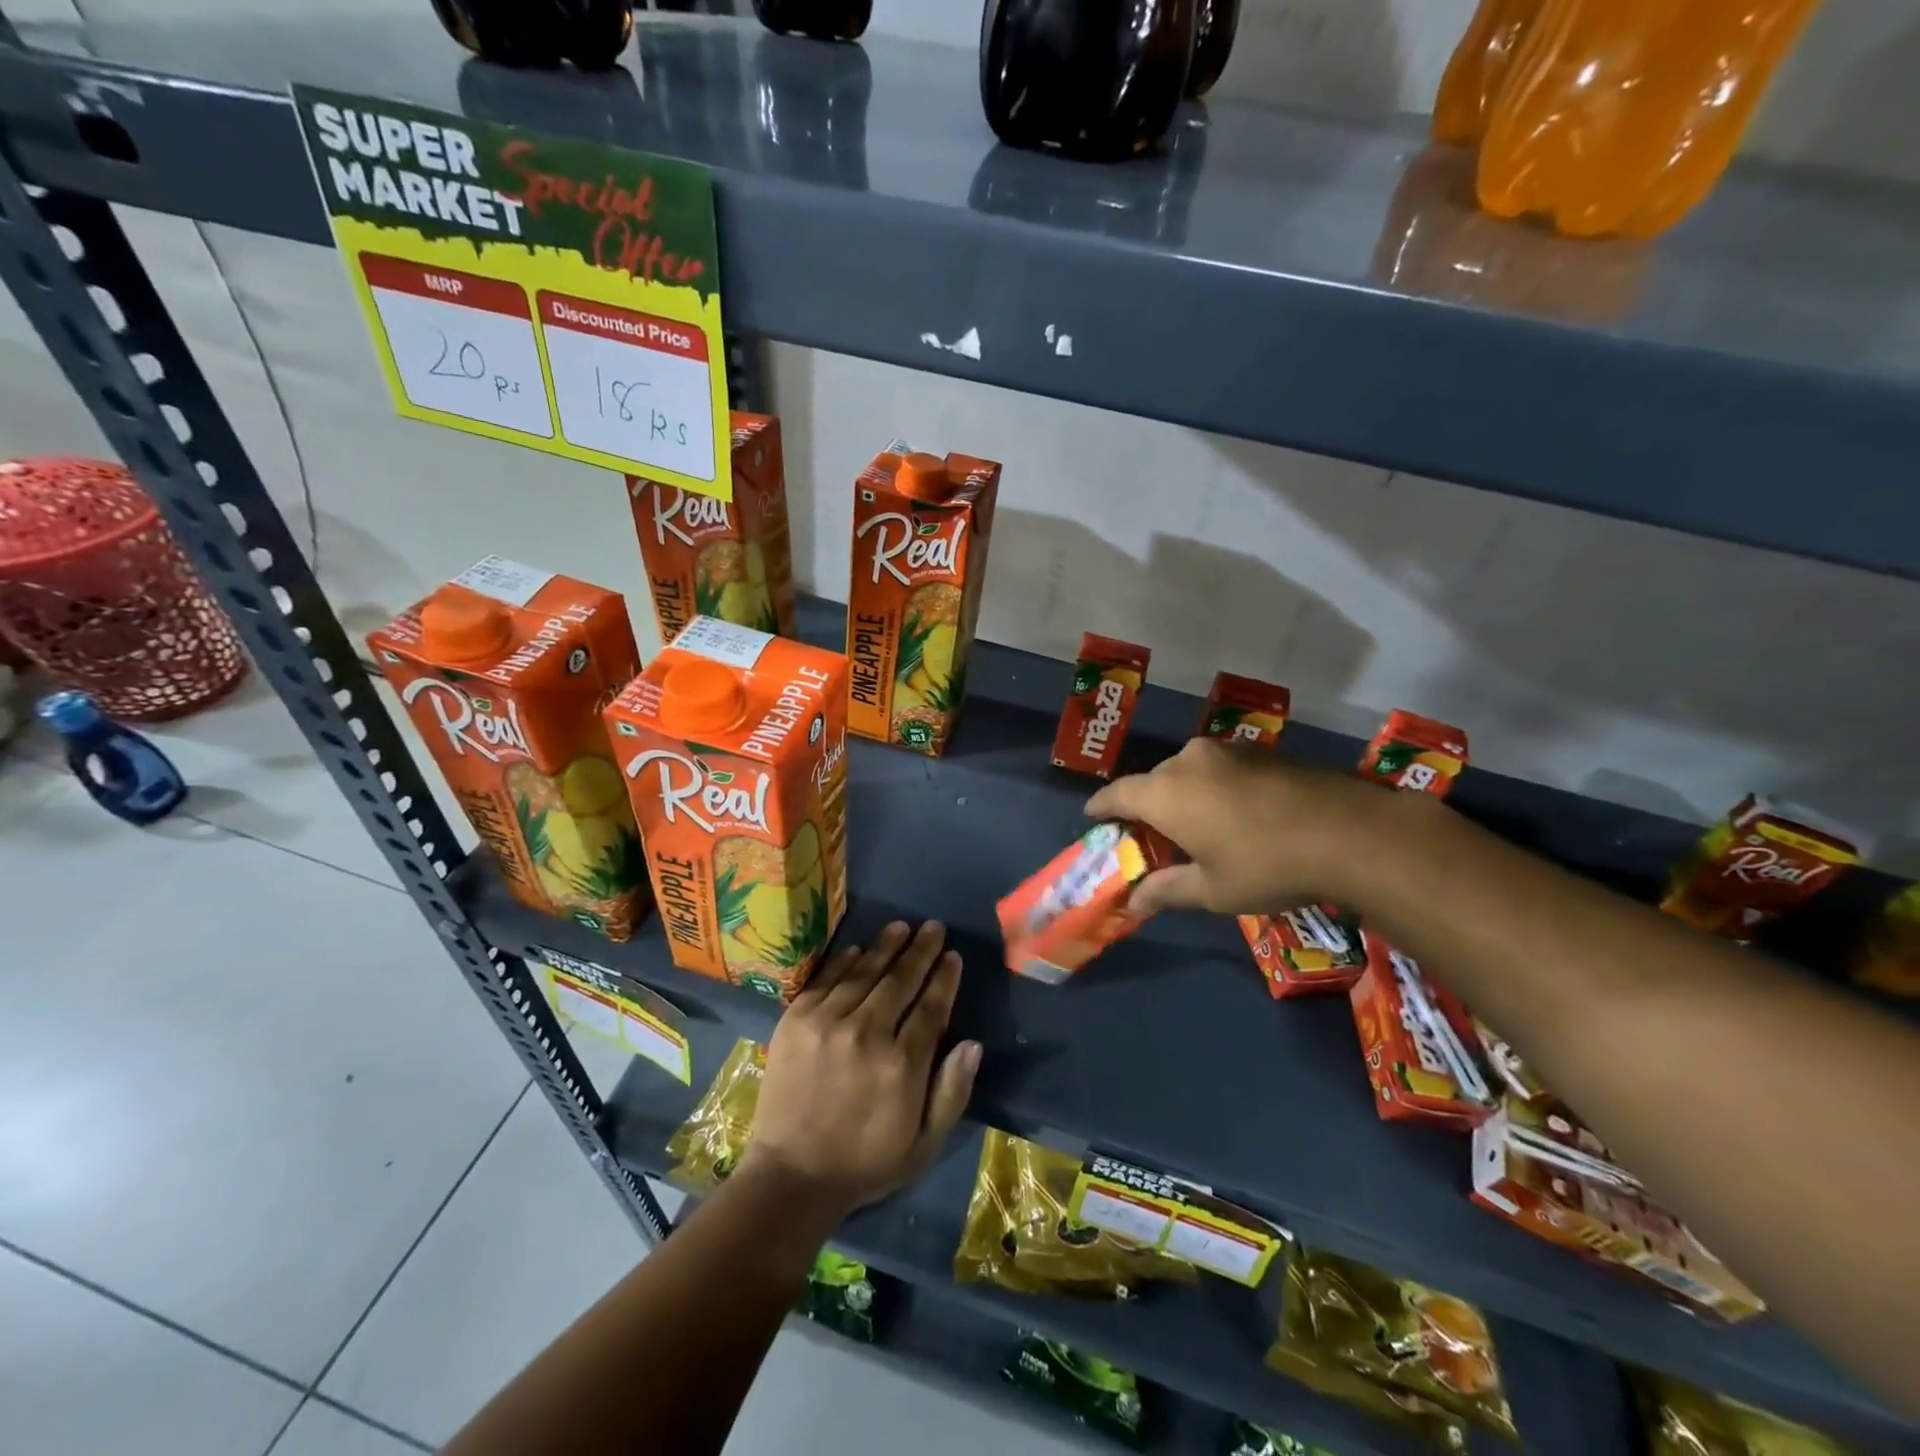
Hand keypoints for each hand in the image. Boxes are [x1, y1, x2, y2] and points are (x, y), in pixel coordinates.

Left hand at [742, 921, 980, 1215]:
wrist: (791, 1175)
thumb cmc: (866, 1162)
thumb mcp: (923, 1144)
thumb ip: (951, 1092)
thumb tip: (973, 1043)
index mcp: (902, 1064)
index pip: (931, 1006)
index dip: (944, 977)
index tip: (953, 956)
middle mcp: (867, 1033)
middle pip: (901, 980)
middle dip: (921, 950)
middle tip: (933, 927)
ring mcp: (827, 1022)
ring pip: (865, 972)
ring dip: (886, 946)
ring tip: (902, 927)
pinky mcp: (796, 1019)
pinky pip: (827, 979)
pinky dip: (846, 961)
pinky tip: (859, 948)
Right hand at [1085, 737, 1400, 915]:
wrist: (1351, 833)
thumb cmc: (1266, 865)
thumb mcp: (1212, 889)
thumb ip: (1166, 890)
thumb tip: (1133, 903)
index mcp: (1166, 792)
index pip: (1117, 793)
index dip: (1101, 806)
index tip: (1092, 816)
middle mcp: (1188, 761)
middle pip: (1153, 781)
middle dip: (1146, 806)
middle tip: (1150, 836)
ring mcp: (1227, 751)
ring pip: (1188, 772)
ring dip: (1183, 795)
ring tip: (1195, 826)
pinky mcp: (1260, 751)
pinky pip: (1219, 768)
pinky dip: (1213, 788)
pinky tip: (1234, 814)